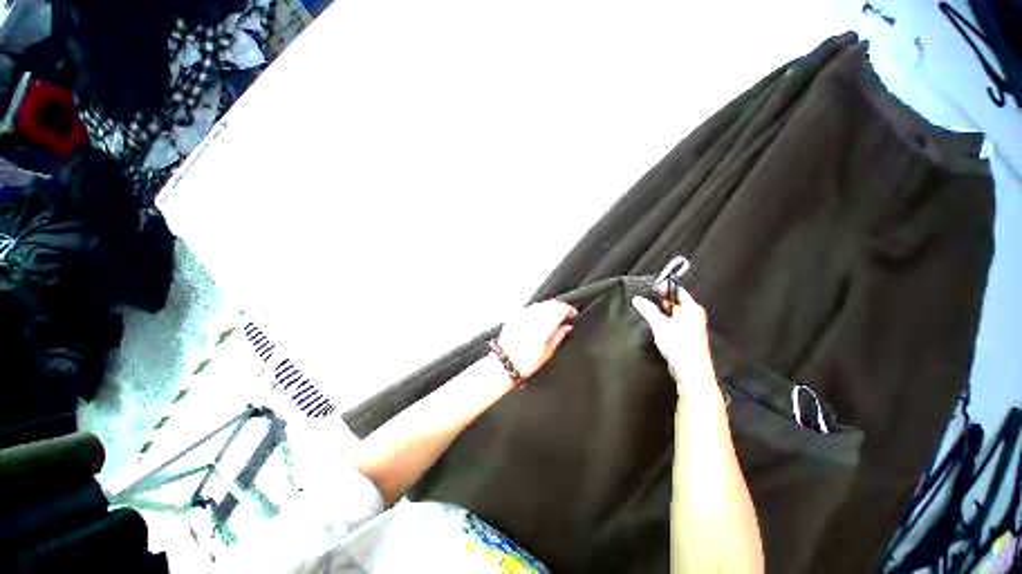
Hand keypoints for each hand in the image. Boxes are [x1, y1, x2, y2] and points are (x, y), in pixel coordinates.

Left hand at [497, 300, 577, 379]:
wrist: (503, 364)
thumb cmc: (526, 362)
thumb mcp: (548, 352)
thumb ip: (559, 335)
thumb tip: (567, 327)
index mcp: (544, 324)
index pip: (561, 308)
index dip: (569, 310)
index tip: (574, 314)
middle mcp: (533, 315)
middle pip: (551, 303)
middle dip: (560, 307)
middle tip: (566, 315)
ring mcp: (523, 314)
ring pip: (541, 304)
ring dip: (549, 307)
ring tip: (554, 318)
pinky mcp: (515, 316)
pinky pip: (531, 308)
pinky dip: (538, 310)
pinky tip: (540, 319)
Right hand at [631, 286, 714, 384]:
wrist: (691, 371)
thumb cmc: (679, 344)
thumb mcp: (660, 325)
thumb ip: (648, 310)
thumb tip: (637, 298)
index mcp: (692, 308)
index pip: (678, 291)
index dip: (665, 287)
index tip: (650, 288)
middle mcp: (694, 315)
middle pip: (677, 301)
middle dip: (662, 298)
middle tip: (646, 296)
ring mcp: (691, 326)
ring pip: (675, 312)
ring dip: (662, 309)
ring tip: (647, 307)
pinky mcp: (686, 336)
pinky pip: (674, 321)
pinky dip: (665, 318)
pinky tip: (654, 321)